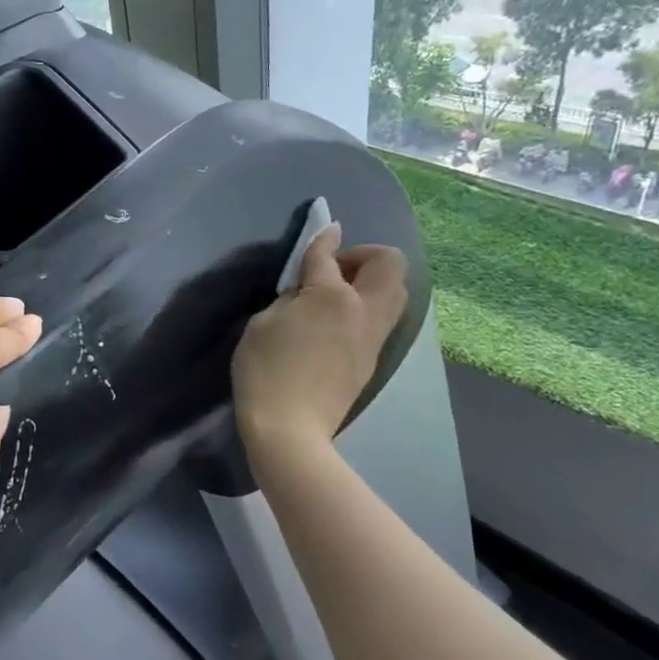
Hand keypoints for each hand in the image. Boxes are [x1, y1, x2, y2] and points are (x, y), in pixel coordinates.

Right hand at [232, 223, 408, 453]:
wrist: (290, 429)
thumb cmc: (265, 371)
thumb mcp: (263, 324)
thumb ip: (290, 297)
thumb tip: (307, 288)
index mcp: (332, 296)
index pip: (328, 255)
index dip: (323, 239)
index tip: (324, 230)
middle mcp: (363, 311)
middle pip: (389, 265)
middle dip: (365, 256)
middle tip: (333, 272)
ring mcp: (373, 338)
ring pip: (395, 293)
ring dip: (372, 283)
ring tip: (337, 297)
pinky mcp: (372, 360)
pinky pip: (382, 319)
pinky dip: (367, 309)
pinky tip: (337, 324)